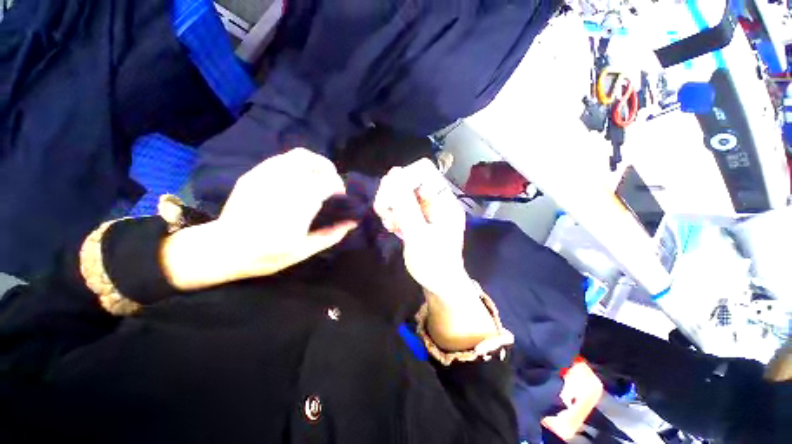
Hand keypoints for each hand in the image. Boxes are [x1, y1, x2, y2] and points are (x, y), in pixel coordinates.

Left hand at [161, 149, 356, 289]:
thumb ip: (332, 234)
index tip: (340, 197)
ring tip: (316, 177)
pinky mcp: (254, 174)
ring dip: (314, 163)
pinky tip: (296, 179)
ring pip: (298, 155)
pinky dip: (297, 165)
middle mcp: (284, 183)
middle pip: (314, 162)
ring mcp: (266, 175)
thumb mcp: (305, 250)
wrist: (223, 249)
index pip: (328, 182)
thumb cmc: (267, 254)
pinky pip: (281, 159)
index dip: (339, 187)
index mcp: (299, 203)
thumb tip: (352, 222)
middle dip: (329, 170)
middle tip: (331, 183)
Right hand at [373, 159, 473, 298]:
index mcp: (443, 200)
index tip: (390, 199)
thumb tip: (394, 173)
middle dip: (392, 195)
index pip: (423, 170)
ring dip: (390, 206)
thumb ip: (406, 205)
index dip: (402, 178)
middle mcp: (436, 199)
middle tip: (386, 215)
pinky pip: (401, 204)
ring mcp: (427, 207)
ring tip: (391, 225)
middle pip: (408, 179)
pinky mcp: (419, 215)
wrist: (440, 283)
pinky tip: (393, 227)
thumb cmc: (434, 264)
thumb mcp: (418, 236)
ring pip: (401, 191)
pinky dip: (393, 213)